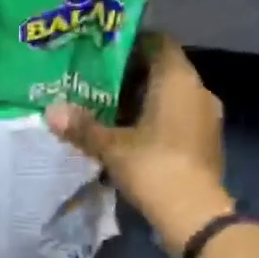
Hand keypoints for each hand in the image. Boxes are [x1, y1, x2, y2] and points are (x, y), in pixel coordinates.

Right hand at [47, 35, 233, 257]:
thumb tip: (51, 112)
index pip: (159, 43)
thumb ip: (83, 127)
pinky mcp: (207, 143)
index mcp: (178, 80)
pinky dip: (158, 122)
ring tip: (112, 113)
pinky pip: (180, 120)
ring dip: (145, 102)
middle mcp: (198, 91)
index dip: (133, 44)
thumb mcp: (112, 147)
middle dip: (133, 77)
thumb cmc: (153, 167)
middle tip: (100, 85)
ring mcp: (207, 118)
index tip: (106, 55)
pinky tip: (134, 137)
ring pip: (172, 98)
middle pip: (164, 71)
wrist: (194, 214)